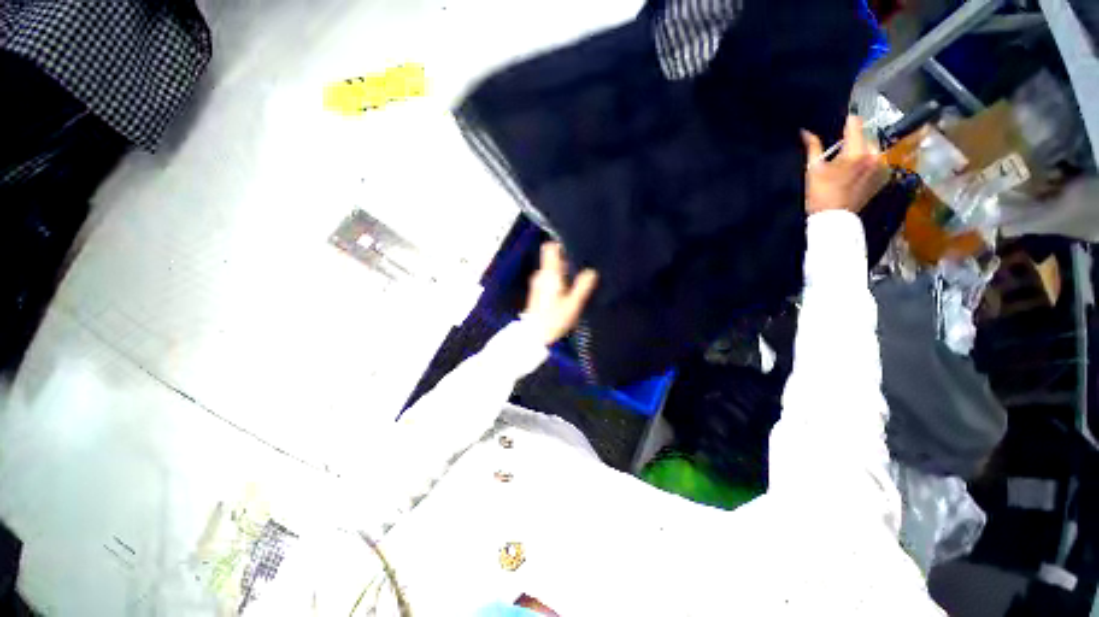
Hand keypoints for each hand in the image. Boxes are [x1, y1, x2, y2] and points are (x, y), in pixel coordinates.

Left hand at [524, 242, 598, 345]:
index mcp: (550, 274)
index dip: (562, 244)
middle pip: (553, 257)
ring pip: (551, 268)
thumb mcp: (573, 304)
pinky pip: (549, 277)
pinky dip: (558, 278)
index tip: (576, 248)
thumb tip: (592, 271)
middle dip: (567, 259)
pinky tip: (568, 289)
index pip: (550, 248)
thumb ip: (583, 286)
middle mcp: (541, 274)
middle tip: (583, 266)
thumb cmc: (554, 320)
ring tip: (578, 278)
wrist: (535, 336)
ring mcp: (537, 282)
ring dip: (564, 270)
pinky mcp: (537, 290)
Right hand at [802, 115, 888, 215]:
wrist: (834, 219)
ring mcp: (882, 166)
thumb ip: (813, 147)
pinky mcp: (884, 176)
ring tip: (845, 167)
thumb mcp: (813, 169)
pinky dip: (866, 163)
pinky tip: (854, 175)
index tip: (836, 128)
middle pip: (864, 136)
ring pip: (871, 148)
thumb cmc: (820, 194)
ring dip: (860, 152)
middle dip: (852, 142)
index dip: (845, 123)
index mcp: (857, 151)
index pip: (855, 122)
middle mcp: (874, 154)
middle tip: (837, 156)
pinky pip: (876, 161)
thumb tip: (806, 132)